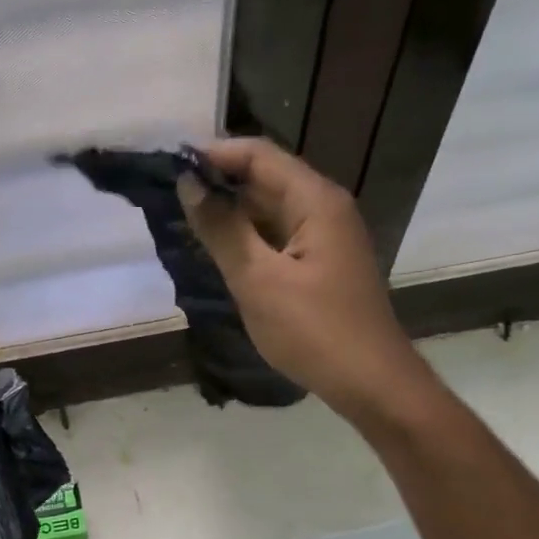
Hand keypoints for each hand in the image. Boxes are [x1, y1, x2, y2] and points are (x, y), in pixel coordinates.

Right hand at [178, 137, 420, 423]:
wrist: (371, 383)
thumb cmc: (314, 330)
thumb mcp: (258, 279)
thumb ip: (222, 229)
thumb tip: (188, 183)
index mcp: (315, 200)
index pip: (258, 155)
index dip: (213, 156)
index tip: (168, 169)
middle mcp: (324, 207)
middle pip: (264, 177)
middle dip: (217, 183)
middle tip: (167, 197)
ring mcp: (325, 236)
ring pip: (269, 208)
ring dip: (229, 212)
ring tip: (182, 221)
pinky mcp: (320, 263)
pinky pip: (277, 235)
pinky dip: (246, 237)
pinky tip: (216, 250)